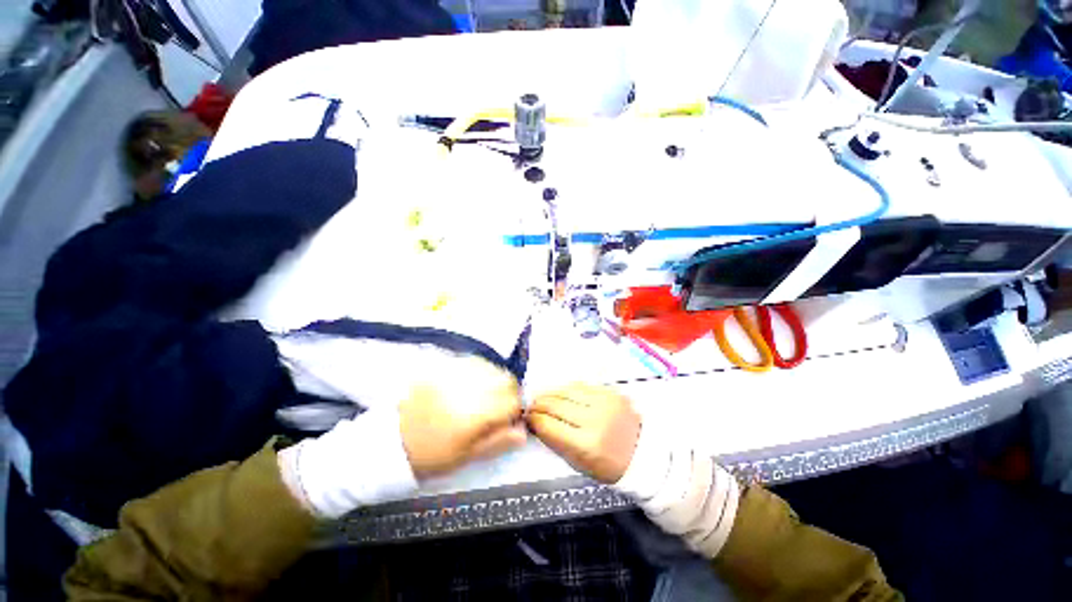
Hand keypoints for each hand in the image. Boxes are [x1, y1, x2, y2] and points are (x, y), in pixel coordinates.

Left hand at [399, 360, 526, 478]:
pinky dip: (479, 372)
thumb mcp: (466, 456)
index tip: (508, 419)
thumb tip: (524, 432)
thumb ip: (498, 441)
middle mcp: (470, 387)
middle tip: (497, 408)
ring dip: (494, 380)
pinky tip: (470, 384)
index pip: (513, 401)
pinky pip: (472, 362)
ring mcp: (456, 374)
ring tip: (483, 396)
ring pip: (491, 368)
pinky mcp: (444, 367)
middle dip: (508, 392)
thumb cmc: (431, 455)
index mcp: (477, 413)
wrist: (390, 441)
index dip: (516, 410)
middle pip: (506, 380)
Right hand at [527, 383, 640, 483]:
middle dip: (539, 404)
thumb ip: (556, 442)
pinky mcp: (611, 392)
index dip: (534, 420)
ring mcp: (604, 402)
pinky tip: (561, 393)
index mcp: (587, 444)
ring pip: (567, 390)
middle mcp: (595, 419)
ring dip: (550, 393)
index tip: (527, 417)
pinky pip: (582, 385)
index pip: (550, 426)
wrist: (642, 452)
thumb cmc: (609, 465)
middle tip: (531, 405)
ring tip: (542, 397)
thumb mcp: (579, 463)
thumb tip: (536, 424)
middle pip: (556, 404)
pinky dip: (567, 389)